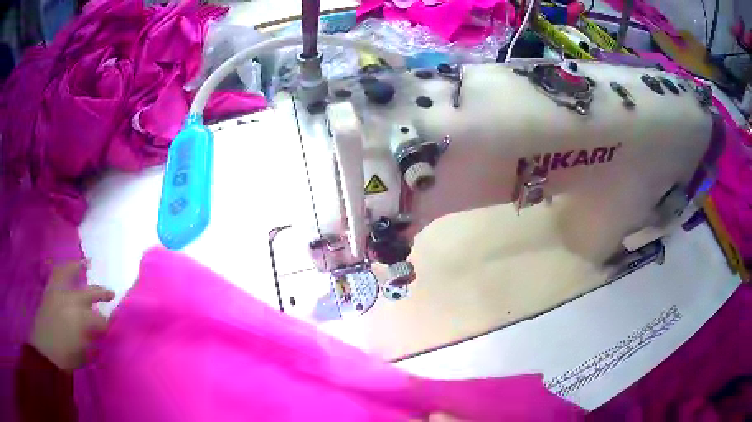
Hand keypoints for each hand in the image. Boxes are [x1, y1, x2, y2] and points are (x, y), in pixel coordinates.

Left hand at [30, 261, 114, 370]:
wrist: (44, 351)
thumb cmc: (65, 357)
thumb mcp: (83, 355)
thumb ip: (92, 342)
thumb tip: (100, 334)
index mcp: (81, 319)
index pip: (100, 319)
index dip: (108, 324)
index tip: (114, 327)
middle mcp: (70, 300)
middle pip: (90, 293)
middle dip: (102, 294)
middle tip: (111, 294)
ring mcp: (58, 292)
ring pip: (70, 273)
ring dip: (80, 269)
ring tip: (87, 263)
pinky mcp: (49, 291)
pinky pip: (57, 274)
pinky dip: (64, 269)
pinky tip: (68, 268)